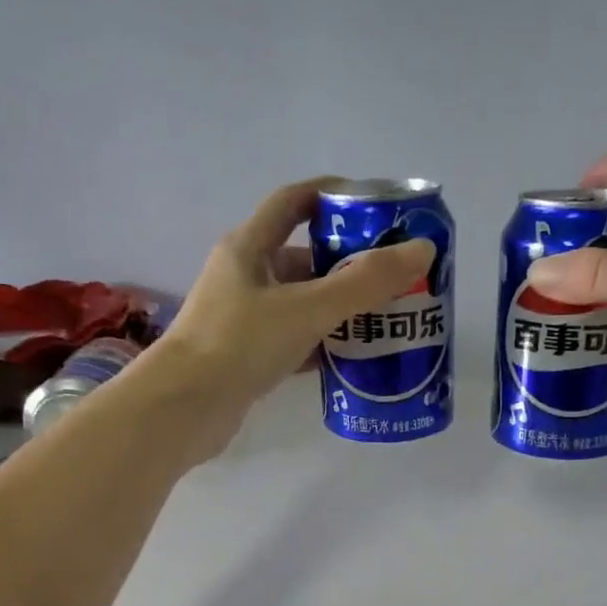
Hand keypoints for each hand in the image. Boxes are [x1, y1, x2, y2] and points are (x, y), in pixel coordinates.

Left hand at [142, 176, 434, 443]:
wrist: (184, 409)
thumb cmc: (240, 344)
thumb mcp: (307, 308)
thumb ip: (364, 283)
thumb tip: (422, 251)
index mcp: (250, 247)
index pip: (294, 202)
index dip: (333, 195)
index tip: (376, 206)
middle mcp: (245, 277)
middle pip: (304, 258)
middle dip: (349, 264)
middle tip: (394, 276)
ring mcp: (243, 319)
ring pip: (301, 303)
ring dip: (339, 308)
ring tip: (384, 318)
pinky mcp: (247, 357)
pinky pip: (294, 340)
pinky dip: (323, 345)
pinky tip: (353, 358)